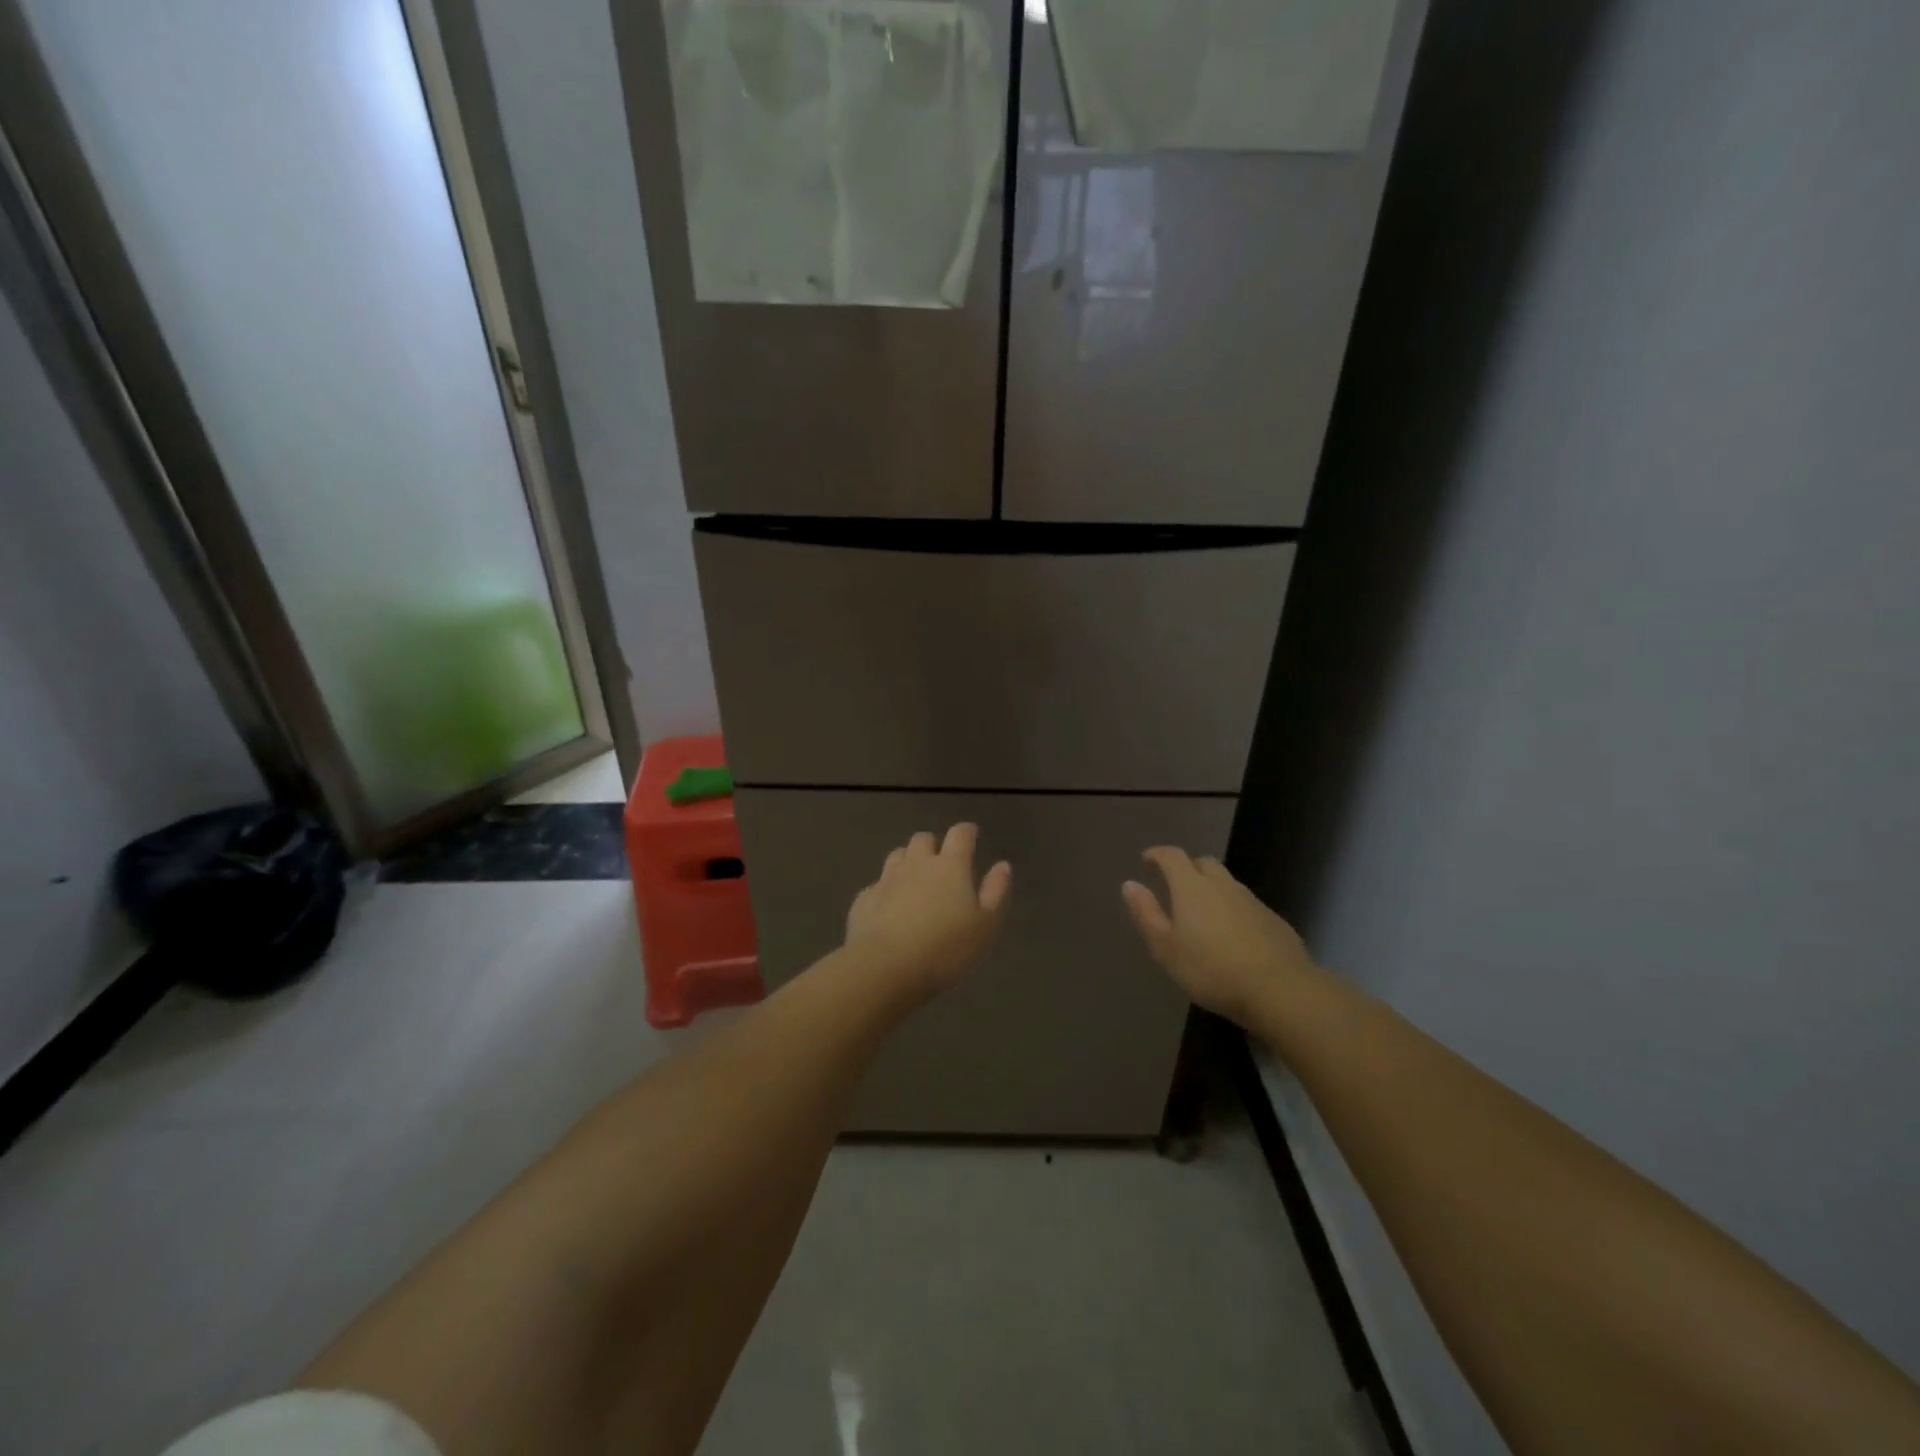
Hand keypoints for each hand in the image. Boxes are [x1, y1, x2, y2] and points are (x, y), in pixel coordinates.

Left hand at [845, 824, 1010, 1002]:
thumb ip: (995, 892)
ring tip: (914, 879)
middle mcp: (917, 864)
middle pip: (923, 838)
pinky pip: (876, 885)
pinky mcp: (864, 900)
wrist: (883, 968)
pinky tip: (888, 907)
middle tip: (941, 862)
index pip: (960, 834)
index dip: (967, 832)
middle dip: (933, 845)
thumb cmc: (944, 949)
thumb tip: (1002, 865)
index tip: (971, 834)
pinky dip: (885, 890)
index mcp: (950, 867)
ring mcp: (886, 880)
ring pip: (897, 855)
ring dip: (907, 861)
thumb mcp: (984, 926)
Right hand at [1122, 847, 1316, 1026]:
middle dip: (1187, 868)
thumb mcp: (1166, 948)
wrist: (1279, 990)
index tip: (1147, 861)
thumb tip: (1129, 884)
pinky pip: (1246, 904)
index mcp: (1192, 887)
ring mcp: (1252, 901)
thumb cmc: (1211, 969)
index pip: (1172, 856)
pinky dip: (1232, 909)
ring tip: (1202, 912)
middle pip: (1203, 863)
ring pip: (1227, 883)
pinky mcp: (1273, 920)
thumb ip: (1146, 914)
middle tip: (1175, 886)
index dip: (1157, 855)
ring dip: (1212, 888)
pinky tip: (1232, 934)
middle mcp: (1222, 885)